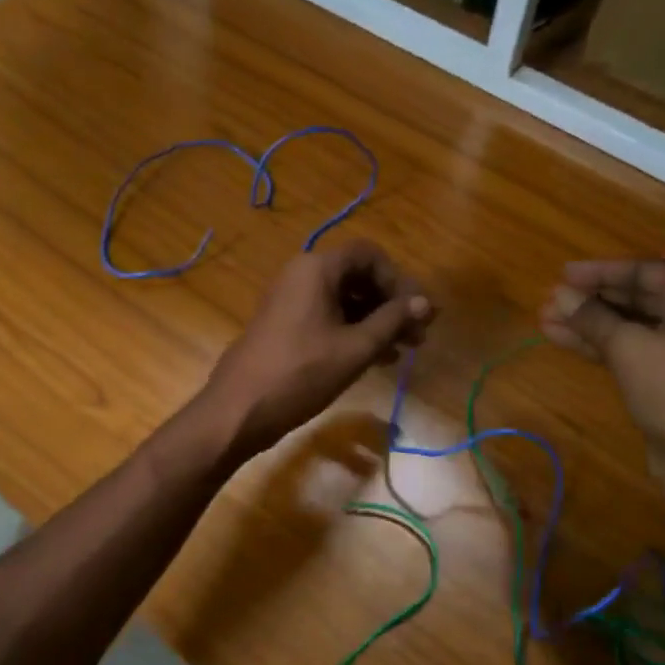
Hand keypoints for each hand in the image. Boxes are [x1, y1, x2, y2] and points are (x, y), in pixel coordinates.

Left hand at [203, 240, 431, 453]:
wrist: (239, 409)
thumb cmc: (301, 373)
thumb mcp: (355, 348)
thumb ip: (392, 321)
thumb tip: (425, 303)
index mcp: (317, 269)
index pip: (369, 255)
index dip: (398, 280)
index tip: (416, 312)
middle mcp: (301, 275)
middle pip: (357, 276)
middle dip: (390, 304)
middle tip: (418, 336)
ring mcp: (290, 299)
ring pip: (344, 299)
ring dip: (376, 321)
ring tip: (403, 351)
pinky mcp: (284, 324)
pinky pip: (327, 316)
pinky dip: (353, 331)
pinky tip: (376, 358)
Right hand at [540, 260, 664, 521]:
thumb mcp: (629, 347)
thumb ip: (593, 317)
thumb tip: (560, 294)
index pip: (645, 271)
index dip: (601, 271)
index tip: (562, 274)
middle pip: (636, 298)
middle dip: (591, 299)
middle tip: (550, 299)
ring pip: (628, 327)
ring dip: (588, 323)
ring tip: (546, 320)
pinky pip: (628, 351)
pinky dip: (598, 345)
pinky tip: (564, 341)